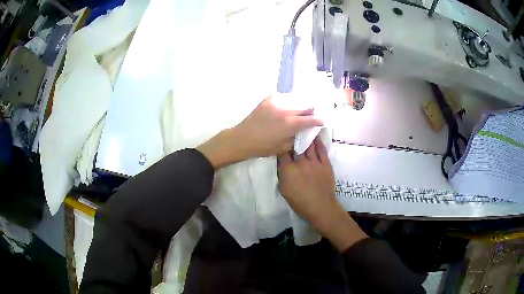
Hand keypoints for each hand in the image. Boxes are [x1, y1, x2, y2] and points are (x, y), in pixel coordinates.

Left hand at [234, 96, 322, 157]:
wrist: (243, 138)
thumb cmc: (263, 147)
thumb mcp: (284, 147)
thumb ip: (296, 138)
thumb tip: (302, 132)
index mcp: (291, 124)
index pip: (311, 119)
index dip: (318, 121)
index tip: (321, 121)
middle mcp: (286, 111)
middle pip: (305, 106)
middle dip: (310, 111)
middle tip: (310, 115)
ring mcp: (277, 103)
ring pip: (295, 100)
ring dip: (299, 105)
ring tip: (298, 110)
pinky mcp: (268, 100)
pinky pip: (282, 97)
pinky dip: (286, 101)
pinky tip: (284, 106)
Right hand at [278, 137, 367, 251]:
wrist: (321, 207)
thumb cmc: (299, 202)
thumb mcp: (284, 190)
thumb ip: (282, 174)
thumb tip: (282, 163)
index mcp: (288, 170)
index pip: (282, 153)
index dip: (281, 144)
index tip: (281, 137)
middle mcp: (301, 163)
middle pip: (296, 146)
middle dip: (293, 136)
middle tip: (291, 127)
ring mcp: (314, 162)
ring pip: (309, 145)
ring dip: (305, 135)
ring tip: (303, 126)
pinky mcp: (325, 163)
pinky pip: (321, 149)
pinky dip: (318, 141)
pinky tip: (315, 134)